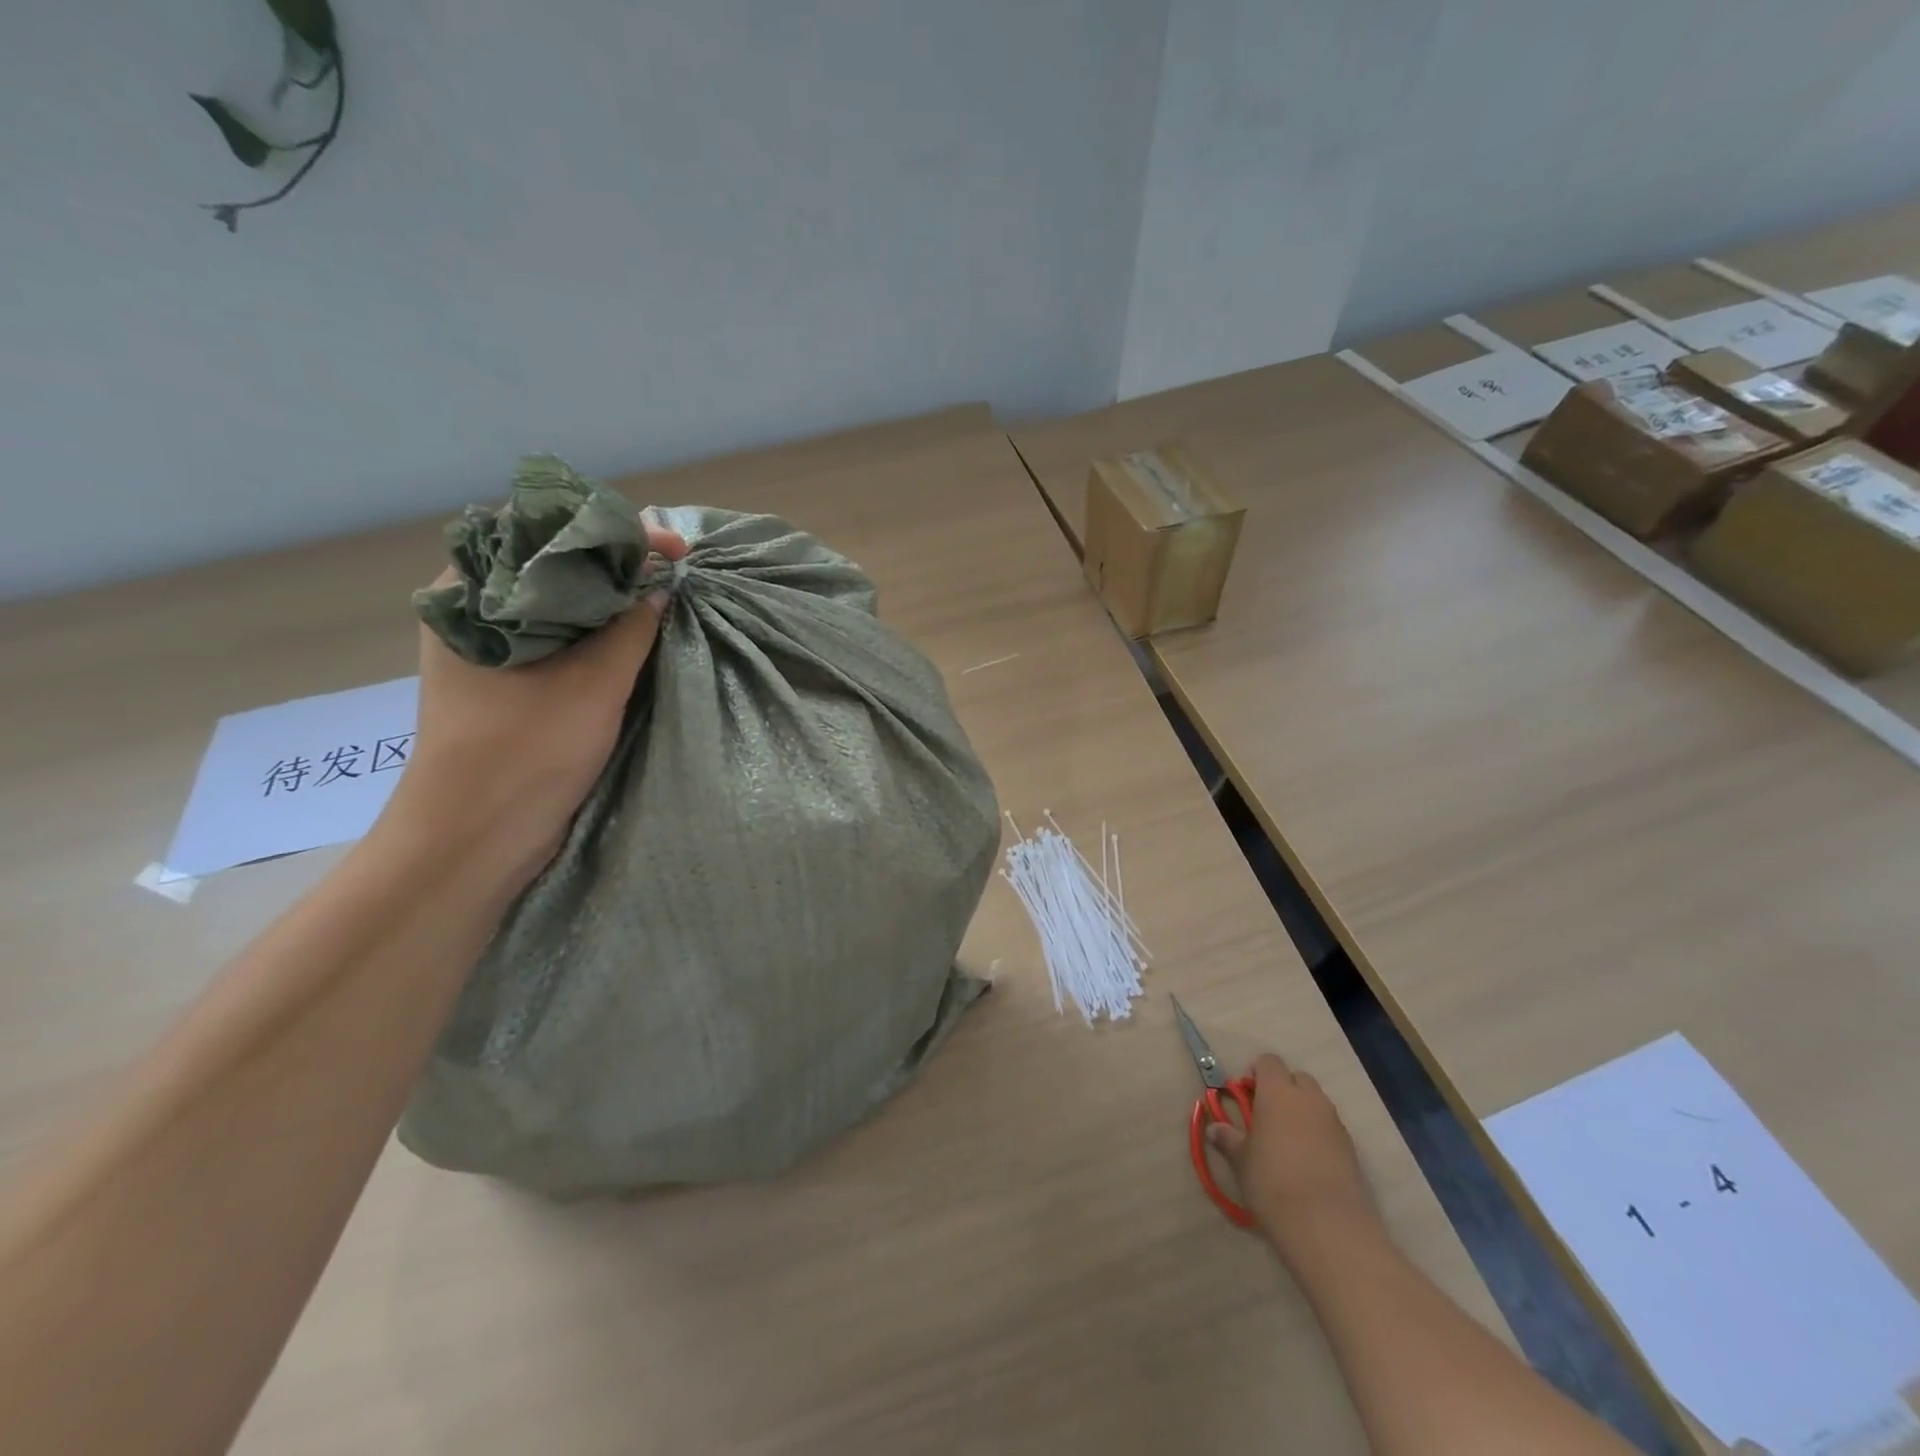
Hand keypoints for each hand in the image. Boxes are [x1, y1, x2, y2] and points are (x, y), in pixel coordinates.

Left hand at [381, 518, 687, 885]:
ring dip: (609, 596)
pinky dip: (598, 628)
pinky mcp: (508, 679)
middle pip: (550, 563)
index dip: (611, 530)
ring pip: (558, 602)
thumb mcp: (593, 683)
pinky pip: (559, 636)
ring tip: (662, 591)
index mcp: (469, 593)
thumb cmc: (525, 752)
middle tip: (671, 566)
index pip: (543, 532)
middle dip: (615, 559)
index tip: (669, 546)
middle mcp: (472, 610)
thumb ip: (632, 627)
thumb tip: (662, 584)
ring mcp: (489, 646)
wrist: (476, 839)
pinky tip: (634, 631)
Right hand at [1205, 1052, 1377, 1249]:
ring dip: (1302, 1111)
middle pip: (1297, 1078)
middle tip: (1266, 1116)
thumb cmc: (1273, 1182)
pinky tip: (1308, 1162)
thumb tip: (1214, 1128)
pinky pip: (1330, 1128)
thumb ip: (1228, 1139)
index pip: (1269, 1062)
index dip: (1256, 1073)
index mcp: (1278, 1091)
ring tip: (1287, 1141)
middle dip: (1283, 1089)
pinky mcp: (1352, 1149)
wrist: (1327, 1225)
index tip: (1246, 1095)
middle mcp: (1309, 1099)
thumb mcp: (1241, 1161)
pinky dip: (1319, 1134)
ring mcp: (1334, 1123)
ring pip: (1317, 1103)